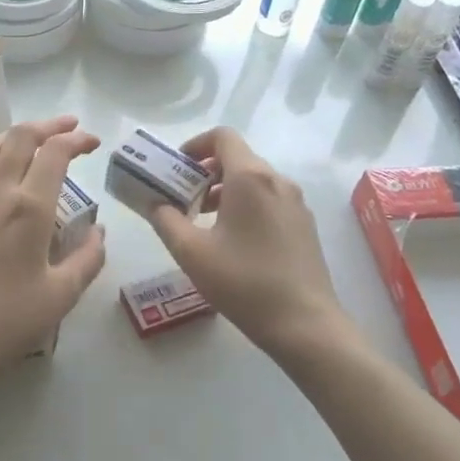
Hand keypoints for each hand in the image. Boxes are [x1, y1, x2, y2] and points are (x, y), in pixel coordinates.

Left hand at [0, 116, 107, 385]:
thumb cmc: (8, 318)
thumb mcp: (61, 295)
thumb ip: (88, 258)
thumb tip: (99, 231)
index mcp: (29, 207)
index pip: (55, 153)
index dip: (76, 140)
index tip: (92, 142)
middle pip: (19, 138)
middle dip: (47, 126)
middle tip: (68, 127)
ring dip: (15, 135)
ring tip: (32, 138)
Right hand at [147, 126, 349, 360]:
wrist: (303, 323)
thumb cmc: (243, 281)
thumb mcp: (190, 252)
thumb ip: (165, 220)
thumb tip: (155, 203)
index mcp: (250, 178)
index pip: (222, 137)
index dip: (194, 145)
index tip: (176, 169)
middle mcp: (277, 181)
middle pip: (237, 159)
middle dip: (205, 173)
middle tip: (182, 200)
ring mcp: (296, 204)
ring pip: (254, 181)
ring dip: (224, 192)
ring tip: (202, 224)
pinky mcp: (304, 226)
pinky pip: (269, 201)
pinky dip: (245, 207)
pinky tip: (232, 243)